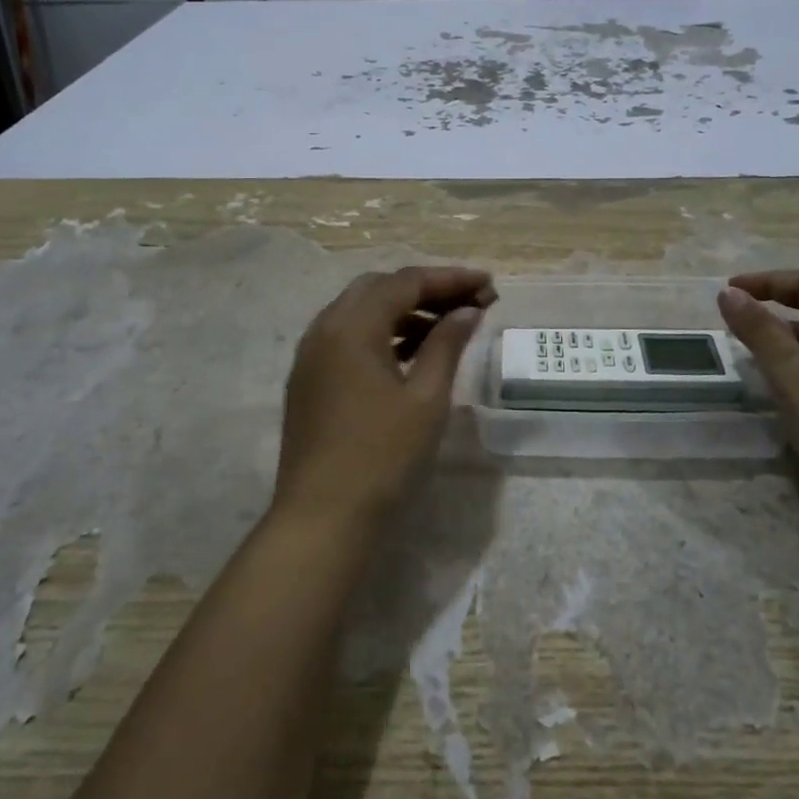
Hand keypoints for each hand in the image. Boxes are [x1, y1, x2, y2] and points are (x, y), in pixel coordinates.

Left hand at [274, 266, 496, 529]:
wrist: (323, 519)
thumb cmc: (383, 457)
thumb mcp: (427, 398)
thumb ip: (447, 344)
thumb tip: (467, 310)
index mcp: (351, 326)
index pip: (405, 282)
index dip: (450, 279)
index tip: (489, 284)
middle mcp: (324, 329)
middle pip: (379, 288)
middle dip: (426, 290)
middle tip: (468, 304)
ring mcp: (311, 355)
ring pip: (360, 312)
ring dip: (403, 311)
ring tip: (446, 329)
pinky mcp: (309, 379)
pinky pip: (348, 337)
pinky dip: (381, 334)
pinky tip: (410, 354)